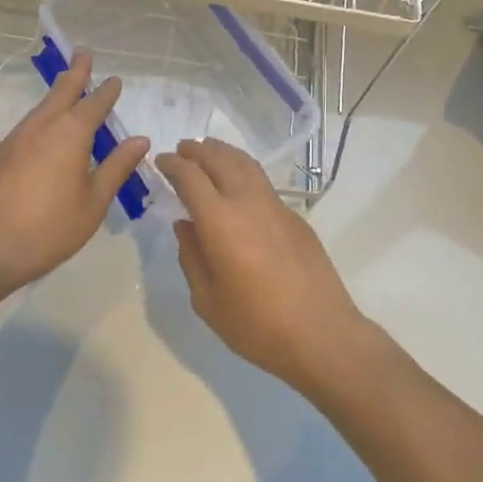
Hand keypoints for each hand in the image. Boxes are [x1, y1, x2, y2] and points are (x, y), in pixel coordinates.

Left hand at [0, 51, 149, 297]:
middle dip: (75, 72)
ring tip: (67, 89)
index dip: (106, 92)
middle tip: (83, 53)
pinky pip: (27, 127)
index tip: (115, 80)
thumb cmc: (50, 228)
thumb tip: (139, 139)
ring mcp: (16, 138)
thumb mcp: (94, 201)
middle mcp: (42, 127)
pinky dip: (41, 119)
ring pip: (41, 107)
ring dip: (57, 95)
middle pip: (62, 91)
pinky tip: (44, 134)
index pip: (94, 104)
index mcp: (71, 134)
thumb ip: (117, 167)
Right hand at [156, 139, 372, 392]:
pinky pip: (262, 181)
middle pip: (220, 160)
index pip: (190, 177)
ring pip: (246, 164)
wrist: (320, 332)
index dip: (173, 164)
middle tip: (182, 149)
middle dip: (197, 151)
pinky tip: (239, 183)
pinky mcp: (295, 216)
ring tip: (208, 151)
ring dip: (223, 152)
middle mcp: (247, 201)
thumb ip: (191, 256)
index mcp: (220, 221)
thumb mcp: (207, 300)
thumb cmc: (256, 325)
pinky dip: (244, 170)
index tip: (161, 161)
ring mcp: (275, 205)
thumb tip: (185, 224)